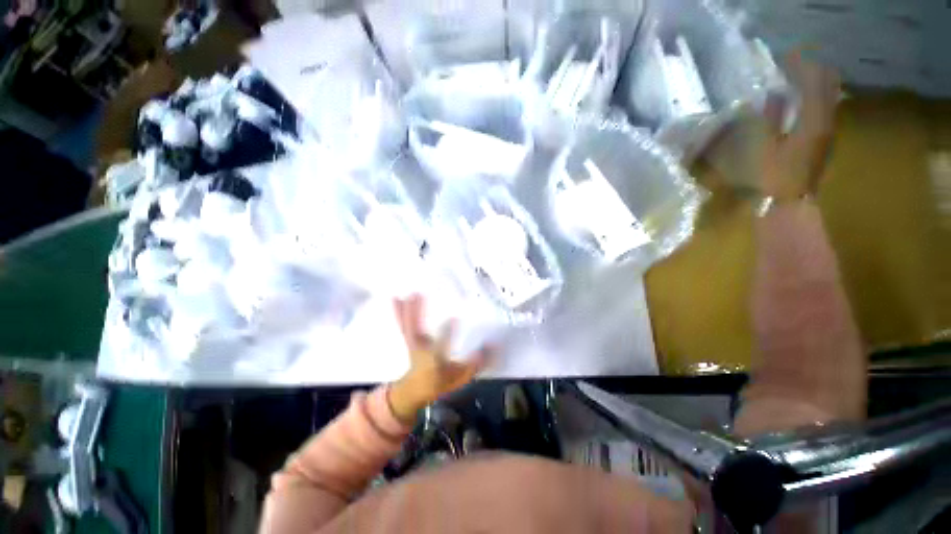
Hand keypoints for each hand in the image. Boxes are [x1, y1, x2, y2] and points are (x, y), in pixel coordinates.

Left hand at [388, 295, 491, 422]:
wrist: (415, 390)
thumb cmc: (439, 382)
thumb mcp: (460, 378)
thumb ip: (475, 364)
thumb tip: (492, 345)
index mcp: (435, 360)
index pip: (441, 347)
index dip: (446, 334)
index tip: (453, 319)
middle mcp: (421, 349)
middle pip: (416, 331)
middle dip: (416, 314)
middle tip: (418, 294)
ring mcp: (413, 343)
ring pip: (408, 325)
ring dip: (407, 309)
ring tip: (409, 292)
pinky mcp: (409, 338)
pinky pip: (403, 324)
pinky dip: (399, 311)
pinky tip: (395, 298)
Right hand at [761, 52, 840, 199]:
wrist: (788, 203)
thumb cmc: (771, 177)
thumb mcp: (763, 146)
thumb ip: (770, 118)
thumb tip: (775, 94)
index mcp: (812, 121)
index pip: (813, 83)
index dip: (801, 67)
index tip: (786, 57)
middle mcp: (827, 122)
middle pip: (827, 87)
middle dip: (813, 71)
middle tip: (795, 63)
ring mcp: (828, 131)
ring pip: (829, 97)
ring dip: (816, 83)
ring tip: (800, 76)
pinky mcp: (824, 139)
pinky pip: (825, 109)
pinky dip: (816, 97)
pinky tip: (804, 99)